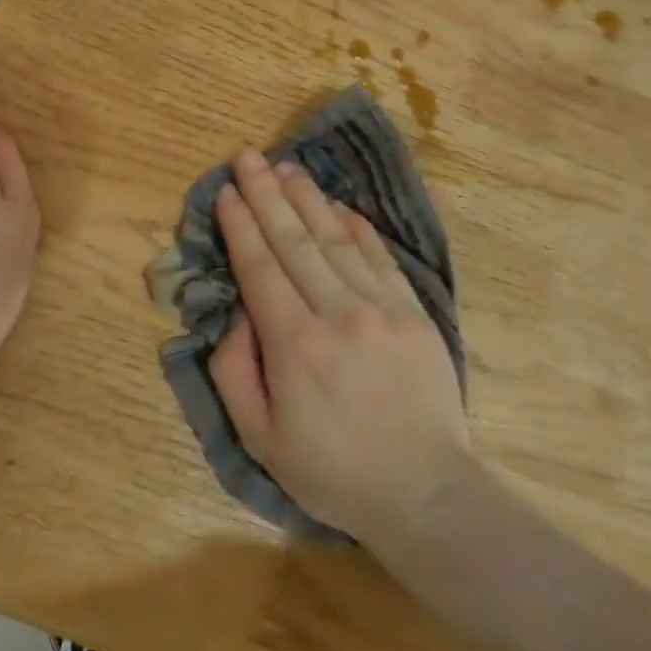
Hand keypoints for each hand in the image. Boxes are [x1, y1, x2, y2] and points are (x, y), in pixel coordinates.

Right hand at [208, 150, 473, 553]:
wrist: (425, 492)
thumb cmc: (333, 471)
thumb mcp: (260, 439)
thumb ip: (235, 372)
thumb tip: (239, 313)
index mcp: (294, 345)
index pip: (260, 267)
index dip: (240, 225)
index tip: (226, 191)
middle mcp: (337, 313)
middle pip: (294, 241)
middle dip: (266, 195)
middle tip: (248, 157)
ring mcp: (381, 307)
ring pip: (335, 239)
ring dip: (307, 199)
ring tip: (287, 167)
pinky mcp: (413, 312)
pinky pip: (380, 257)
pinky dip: (356, 227)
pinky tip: (338, 205)